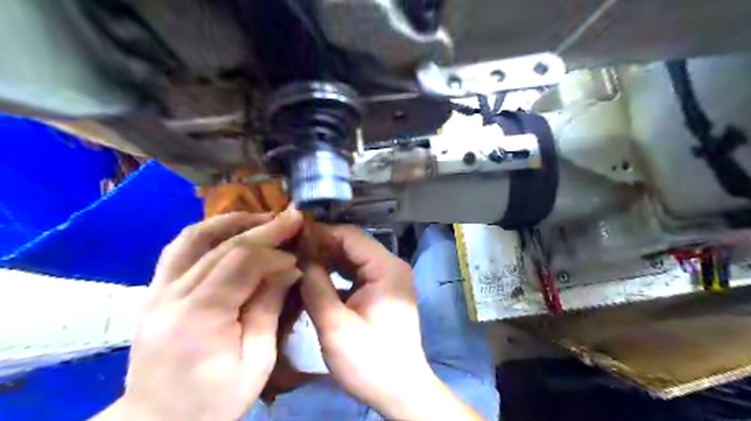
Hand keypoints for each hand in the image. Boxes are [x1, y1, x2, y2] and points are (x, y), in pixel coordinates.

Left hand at [96, 208, 300, 420]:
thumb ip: (269, 309)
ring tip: (262, 217)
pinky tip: (231, 231)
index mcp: (199, 319)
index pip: (241, 265)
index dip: (274, 254)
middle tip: (292, 217)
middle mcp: (170, 296)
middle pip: (221, 246)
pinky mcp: (152, 291)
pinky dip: (208, 233)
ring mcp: (154, 291)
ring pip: (193, 237)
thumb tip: (289, 268)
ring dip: (232, 221)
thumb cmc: (213, 401)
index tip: (297, 257)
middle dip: (263, 229)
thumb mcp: (256, 362)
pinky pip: (179, 249)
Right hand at [300, 226, 480, 418]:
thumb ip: (315, 287)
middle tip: (289, 251)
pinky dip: (336, 272)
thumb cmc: (370, 361)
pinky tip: (315, 277)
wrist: (400, 390)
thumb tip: (298, 259)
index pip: (350, 236)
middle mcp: (390, 265)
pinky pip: (356, 272)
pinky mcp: (382, 290)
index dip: (319, 234)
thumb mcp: (335, 326)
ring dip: (327, 258)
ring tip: (297, 262)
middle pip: (352, 244)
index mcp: (386, 268)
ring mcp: (388, 277)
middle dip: (321, 246)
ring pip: (353, 257)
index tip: (291, 237)